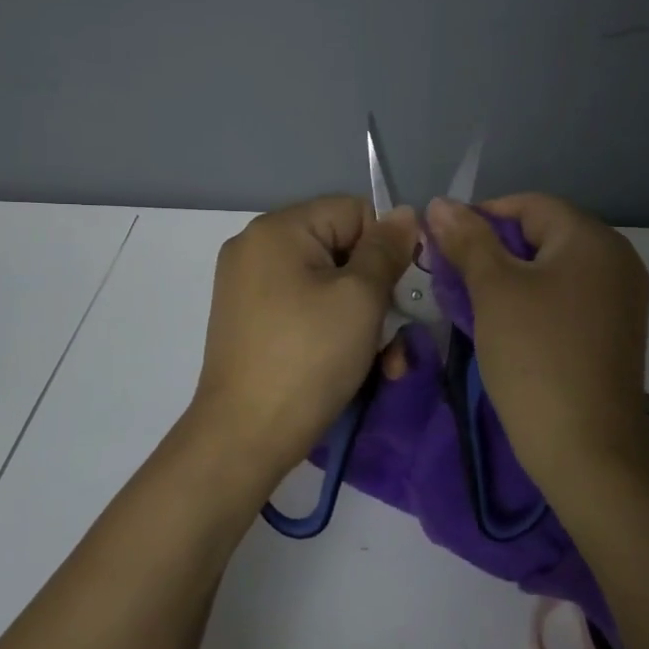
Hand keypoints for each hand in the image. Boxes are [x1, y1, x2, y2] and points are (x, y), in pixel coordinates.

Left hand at [189, 195, 417, 485]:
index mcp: (277, 229)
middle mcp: (256, 248)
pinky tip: (358, 368)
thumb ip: (386, 250)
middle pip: (340, 250)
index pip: (352, 211)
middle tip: (397, 335)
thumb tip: (404, 213)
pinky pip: (305, 310)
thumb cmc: (309, 357)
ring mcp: (249, 288)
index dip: (385, 246)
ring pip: (327, 286)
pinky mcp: (252, 323)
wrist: (244, 437)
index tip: (402, 289)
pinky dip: (334, 332)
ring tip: (386, 363)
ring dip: (363, 320)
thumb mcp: (360, 298)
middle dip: (377, 292)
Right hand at [426, 193, 648, 479]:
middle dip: (491, 250)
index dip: (479, 217)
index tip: (442, 246)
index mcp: (592, 239)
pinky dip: (531, 302)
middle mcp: (616, 260)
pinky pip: (566, 299)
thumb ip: (467, 241)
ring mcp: (620, 298)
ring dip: (508, 278)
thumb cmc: (536, 358)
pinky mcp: (613, 332)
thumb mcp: (493, 291)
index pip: (528, 205)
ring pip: (551, 269)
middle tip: (451, 277)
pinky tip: (502, 326)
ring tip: (469, 302)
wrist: (587, 450)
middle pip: (541, 235)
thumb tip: (440, 203)